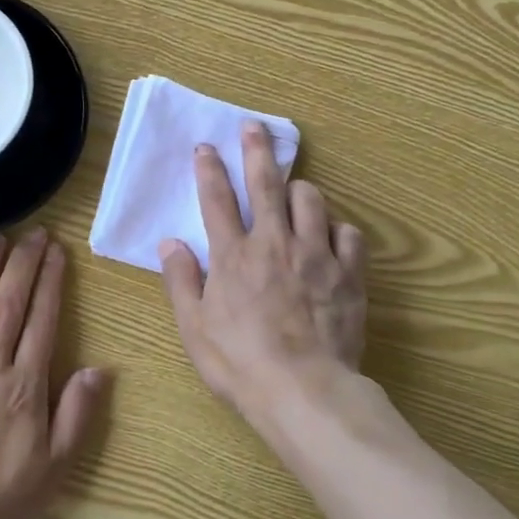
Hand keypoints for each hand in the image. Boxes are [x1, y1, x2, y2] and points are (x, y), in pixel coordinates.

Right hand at [159, 122, 367, 426]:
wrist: (303, 390)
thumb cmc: (239, 363)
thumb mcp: (194, 327)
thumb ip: (181, 279)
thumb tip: (170, 241)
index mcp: (233, 255)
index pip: (216, 199)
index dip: (209, 169)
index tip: (205, 146)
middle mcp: (273, 243)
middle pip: (265, 184)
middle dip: (257, 150)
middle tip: (255, 128)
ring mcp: (315, 255)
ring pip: (312, 199)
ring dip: (301, 190)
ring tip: (295, 193)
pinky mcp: (348, 273)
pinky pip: (349, 234)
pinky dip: (338, 231)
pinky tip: (332, 239)